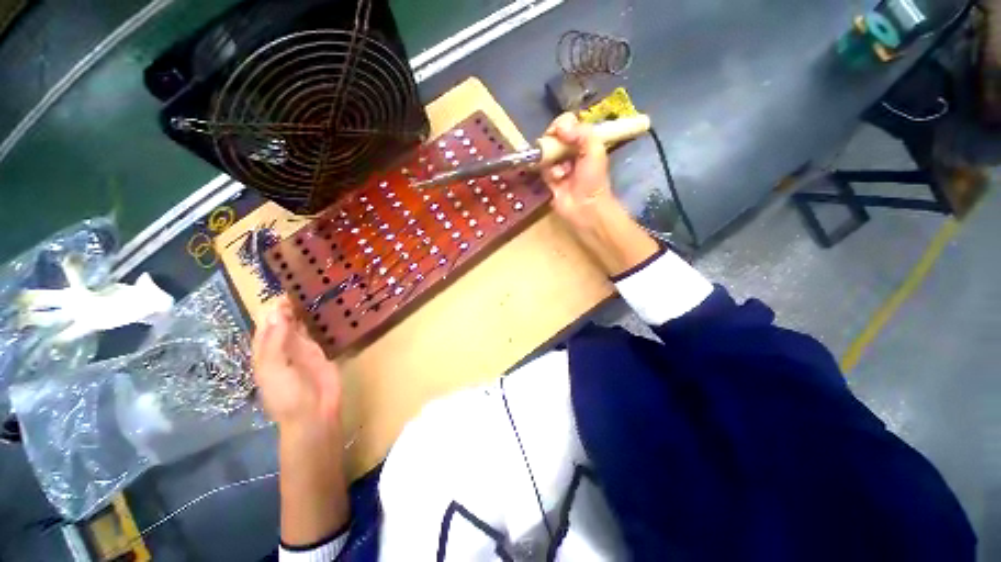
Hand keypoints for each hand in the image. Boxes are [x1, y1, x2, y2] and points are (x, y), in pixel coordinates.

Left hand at [252, 296, 341, 433]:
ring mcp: (303, 349)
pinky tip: (323, 309)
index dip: (271, 309)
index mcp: (265, 352)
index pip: (265, 325)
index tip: (282, 289)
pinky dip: (318, 321)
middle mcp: (282, 347)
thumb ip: (275, 340)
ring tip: (312, 291)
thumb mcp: (275, 368)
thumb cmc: (287, 394)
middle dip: (288, 306)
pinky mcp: (321, 351)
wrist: (314, 413)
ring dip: (303, 311)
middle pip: (283, 322)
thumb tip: (275, 310)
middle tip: (302, 285)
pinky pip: (317, 332)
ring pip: (300, 325)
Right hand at [541, 113, 620, 230]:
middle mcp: (571, 152)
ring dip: (551, 159)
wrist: (585, 207)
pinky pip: (543, 169)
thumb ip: (581, 133)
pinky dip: (549, 172)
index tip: (558, 130)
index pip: (569, 125)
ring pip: (547, 153)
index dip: (562, 125)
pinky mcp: (550, 179)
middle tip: (552, 147)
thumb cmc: (593, 179)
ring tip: (560, 169)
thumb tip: (559, 126)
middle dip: (552, 142)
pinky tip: (557, 179)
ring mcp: (560, 166)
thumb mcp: (595, 150)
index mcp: (585, 142)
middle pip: (555, 137)